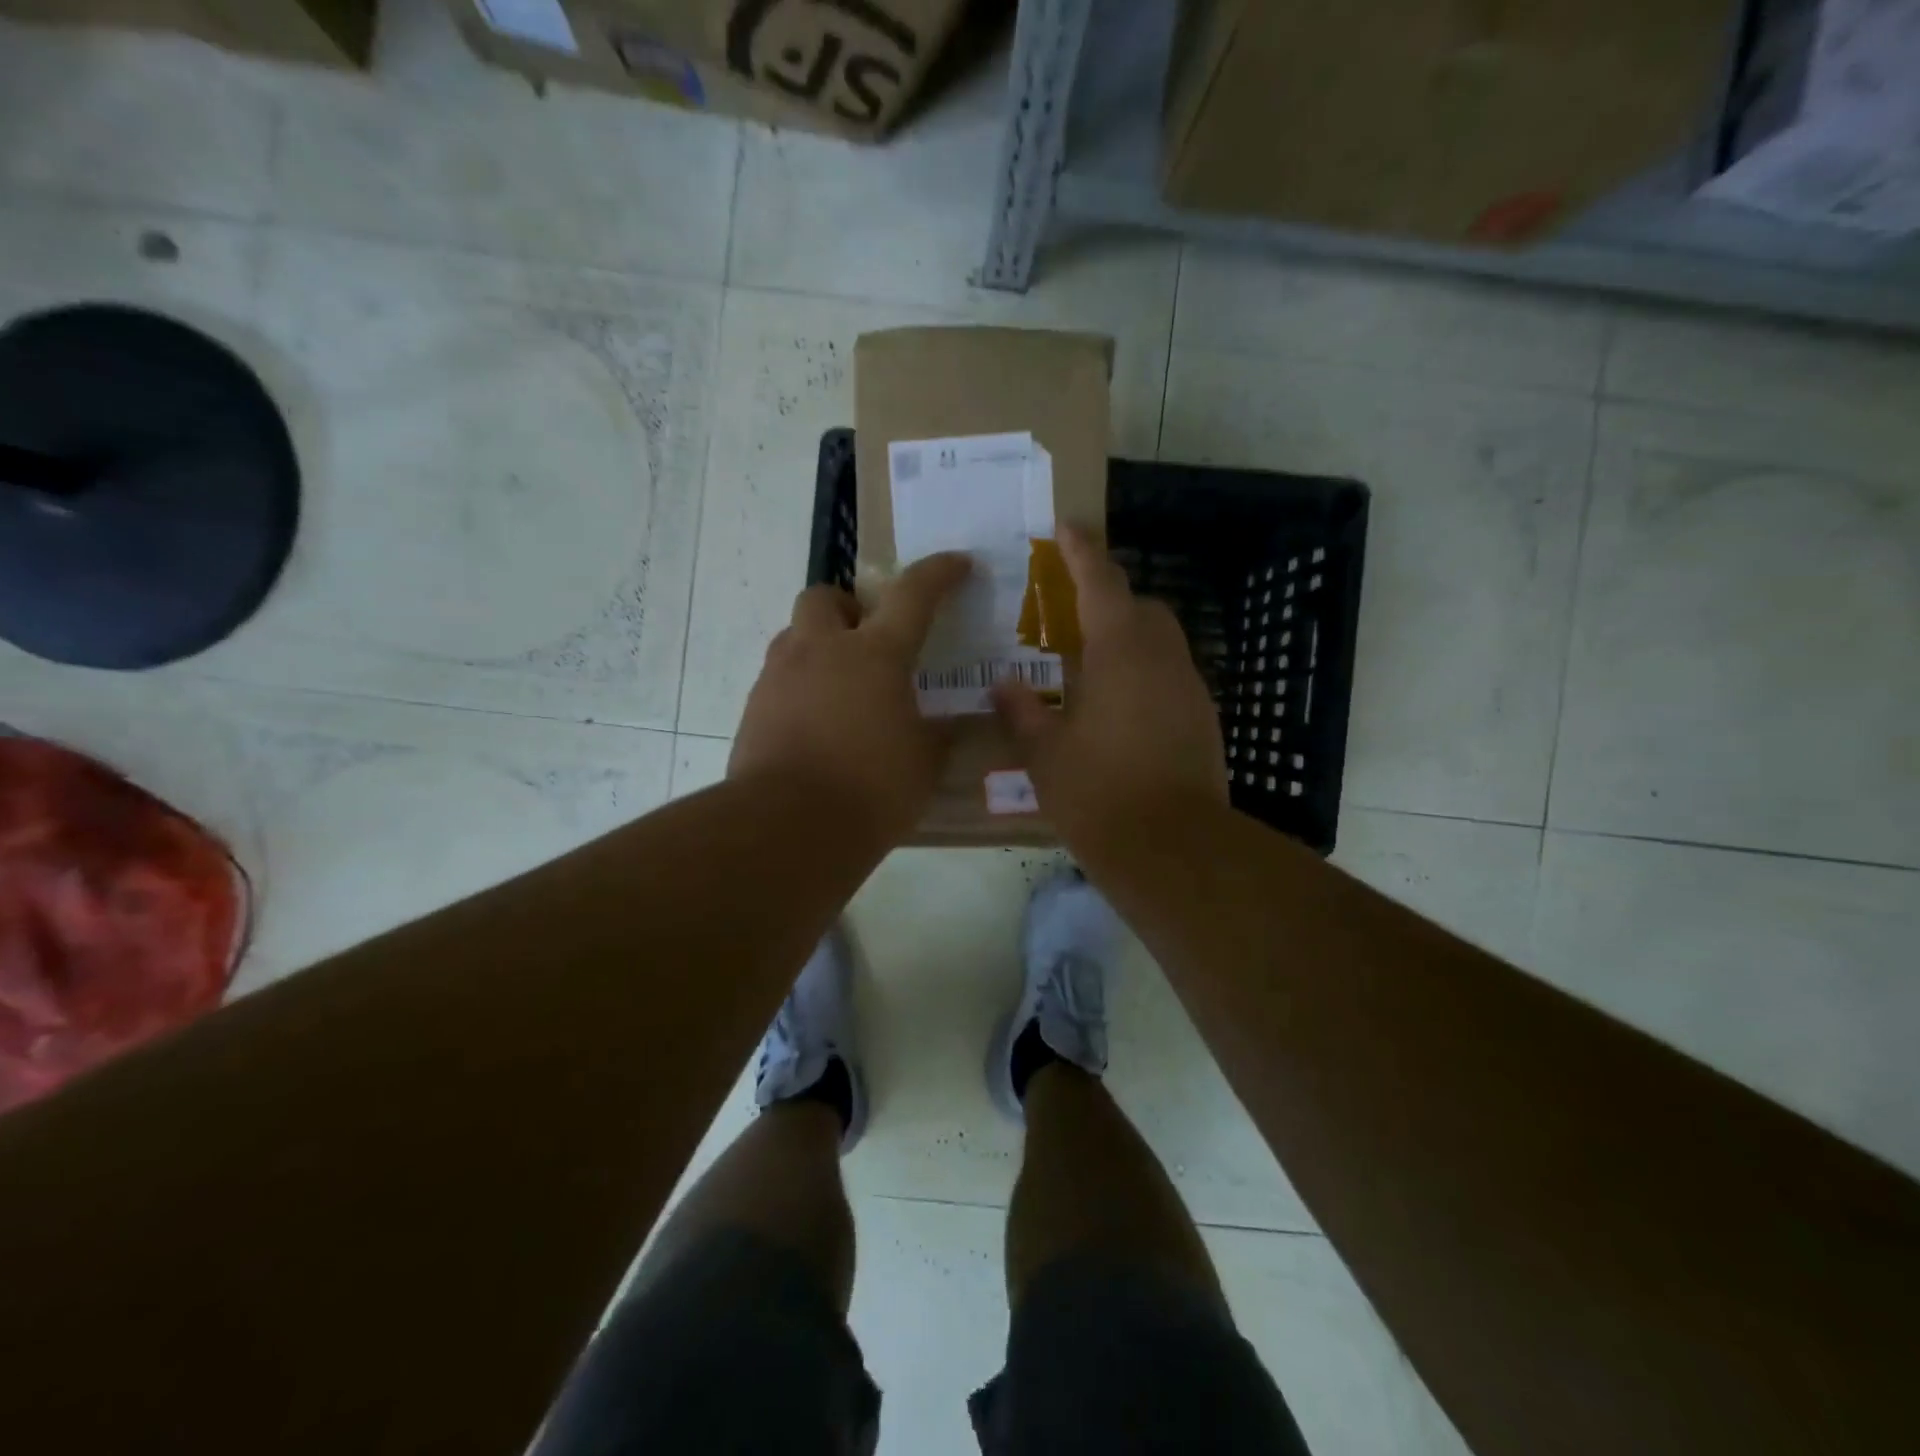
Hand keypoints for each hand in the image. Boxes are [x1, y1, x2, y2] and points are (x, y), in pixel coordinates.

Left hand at [731, 554, 971, 843]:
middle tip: (868, 641)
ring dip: (820, 647)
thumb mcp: (924, 763)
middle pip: (825, 596)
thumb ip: (937, 735)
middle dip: (847, 607)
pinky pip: (779, 679)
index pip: (914, 595)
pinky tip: (816, 726)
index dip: (940, 573)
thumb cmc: (871, 789)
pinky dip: (800, 688)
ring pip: (795, 636)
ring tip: (842, 690)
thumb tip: (945, 726)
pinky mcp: (753, 708)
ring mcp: (780, 676)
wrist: (788, 827)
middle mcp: (822, 650)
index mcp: (875, 655)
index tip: (958, 564)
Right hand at [992, 529, 1226, 840]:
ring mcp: (1190, 688)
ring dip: (1130, 638)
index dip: (1082, 551)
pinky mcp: (1203, 719)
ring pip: (1162, 641)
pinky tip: (1120, 708)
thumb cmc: (1099, 794)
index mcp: (1120, 652)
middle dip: (1110, 599)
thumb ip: (1022, 711)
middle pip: (1141, 607)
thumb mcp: (1045, 754)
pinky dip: (1146, 673)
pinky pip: (1171, 675)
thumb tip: (1004, 685)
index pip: (1101, 583)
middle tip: (1073, 615)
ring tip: (1092, 665)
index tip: (1066, 526)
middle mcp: (1163, 658)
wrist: (1174, 849)